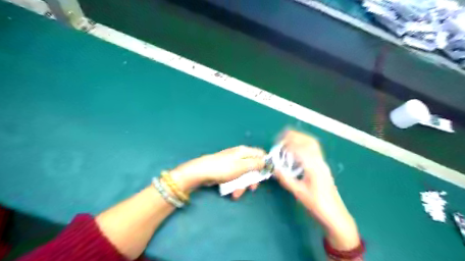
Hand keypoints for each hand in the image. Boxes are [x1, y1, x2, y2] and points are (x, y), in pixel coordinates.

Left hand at [170, 146, 264, 198]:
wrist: (202, 172)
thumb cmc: (224, 168)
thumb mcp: (243, 166)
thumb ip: (256, 164)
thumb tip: (267, 161)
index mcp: (245, 151)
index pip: (261, 154)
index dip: (265, 163)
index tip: (266, 174)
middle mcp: (240, 155)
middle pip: (253, 166)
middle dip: (253, 179)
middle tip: (252, 188)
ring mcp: (233, 163)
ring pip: (244, 174)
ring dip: (243, 185)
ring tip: (237, 193)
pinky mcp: (227, 170)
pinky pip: (236, 177)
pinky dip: (236, 185)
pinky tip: (232, 192)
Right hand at [275, 131, 358, 248]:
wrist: (335, 214)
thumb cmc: (317, 204)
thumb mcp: (299, 193)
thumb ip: (286, 179)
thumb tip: (275, 168)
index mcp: (314, 167)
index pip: (301, 148)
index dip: (289, 143)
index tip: (279, 142)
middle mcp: (319, 161)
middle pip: (309, 141)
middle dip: (296, 136)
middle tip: (283, 136)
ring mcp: (323, 163)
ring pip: (313, 144)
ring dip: (301, 138)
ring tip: (289, 139)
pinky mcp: (323, 166)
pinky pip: (314, 150)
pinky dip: (305, 144)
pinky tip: (298, 150)